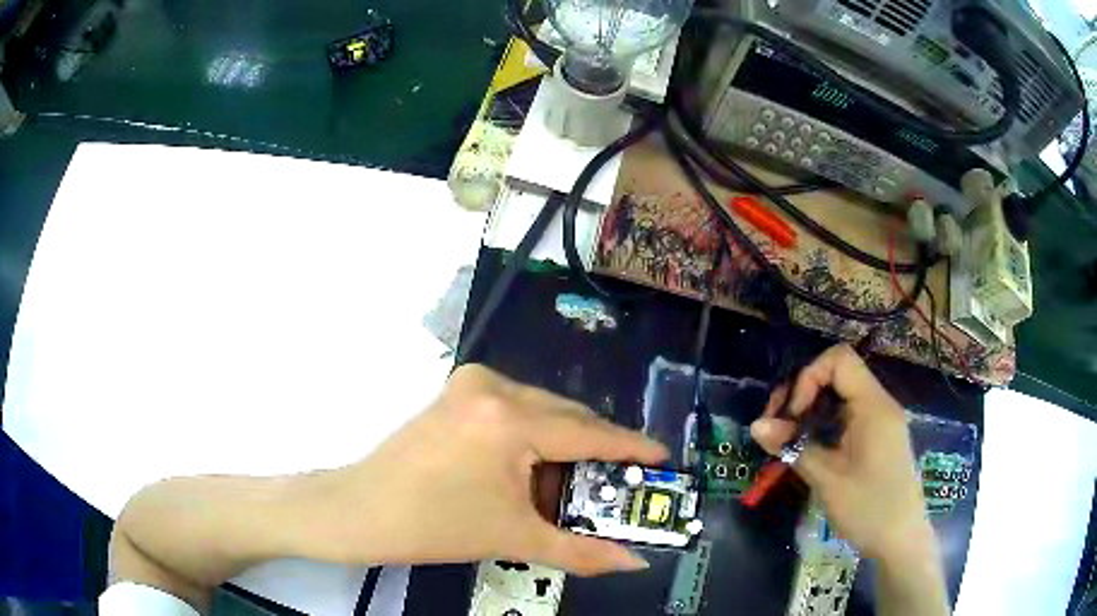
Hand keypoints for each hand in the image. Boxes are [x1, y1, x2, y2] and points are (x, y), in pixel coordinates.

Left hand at [305, 364, 666, 574]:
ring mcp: (471, 383)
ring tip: (574, 485)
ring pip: (542, 410)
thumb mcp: (514, 536)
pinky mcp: (457, 391)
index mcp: (509, 418)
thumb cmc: (435, 526)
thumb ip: (582, 551)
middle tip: (619, 484)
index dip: (631, 447)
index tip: (663, 457)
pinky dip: (534, 436)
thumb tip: (634, 563)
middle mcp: (493, 386)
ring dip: (563, 445)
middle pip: (566, 417)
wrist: (361, 510)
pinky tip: (534, 469)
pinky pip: (516, 408)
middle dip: (596, 451)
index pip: (588, 432)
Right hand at [749, 344, 934, 561]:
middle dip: (803, 393)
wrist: (901, 539)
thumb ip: (794, 448)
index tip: (791, 416)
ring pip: (841, 395)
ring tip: (788, 440)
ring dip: (811, 410)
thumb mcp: (828, 480)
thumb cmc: (868, 509)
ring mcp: (881, 420)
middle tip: (777, 427)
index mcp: (873, 406)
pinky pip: (849, 414)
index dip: (808, 378)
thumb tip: (756, 426)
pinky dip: (825, 423)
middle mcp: (879, 404)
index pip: (839, 360)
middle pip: (837, 374)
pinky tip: (810, 448)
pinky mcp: (879, 436)